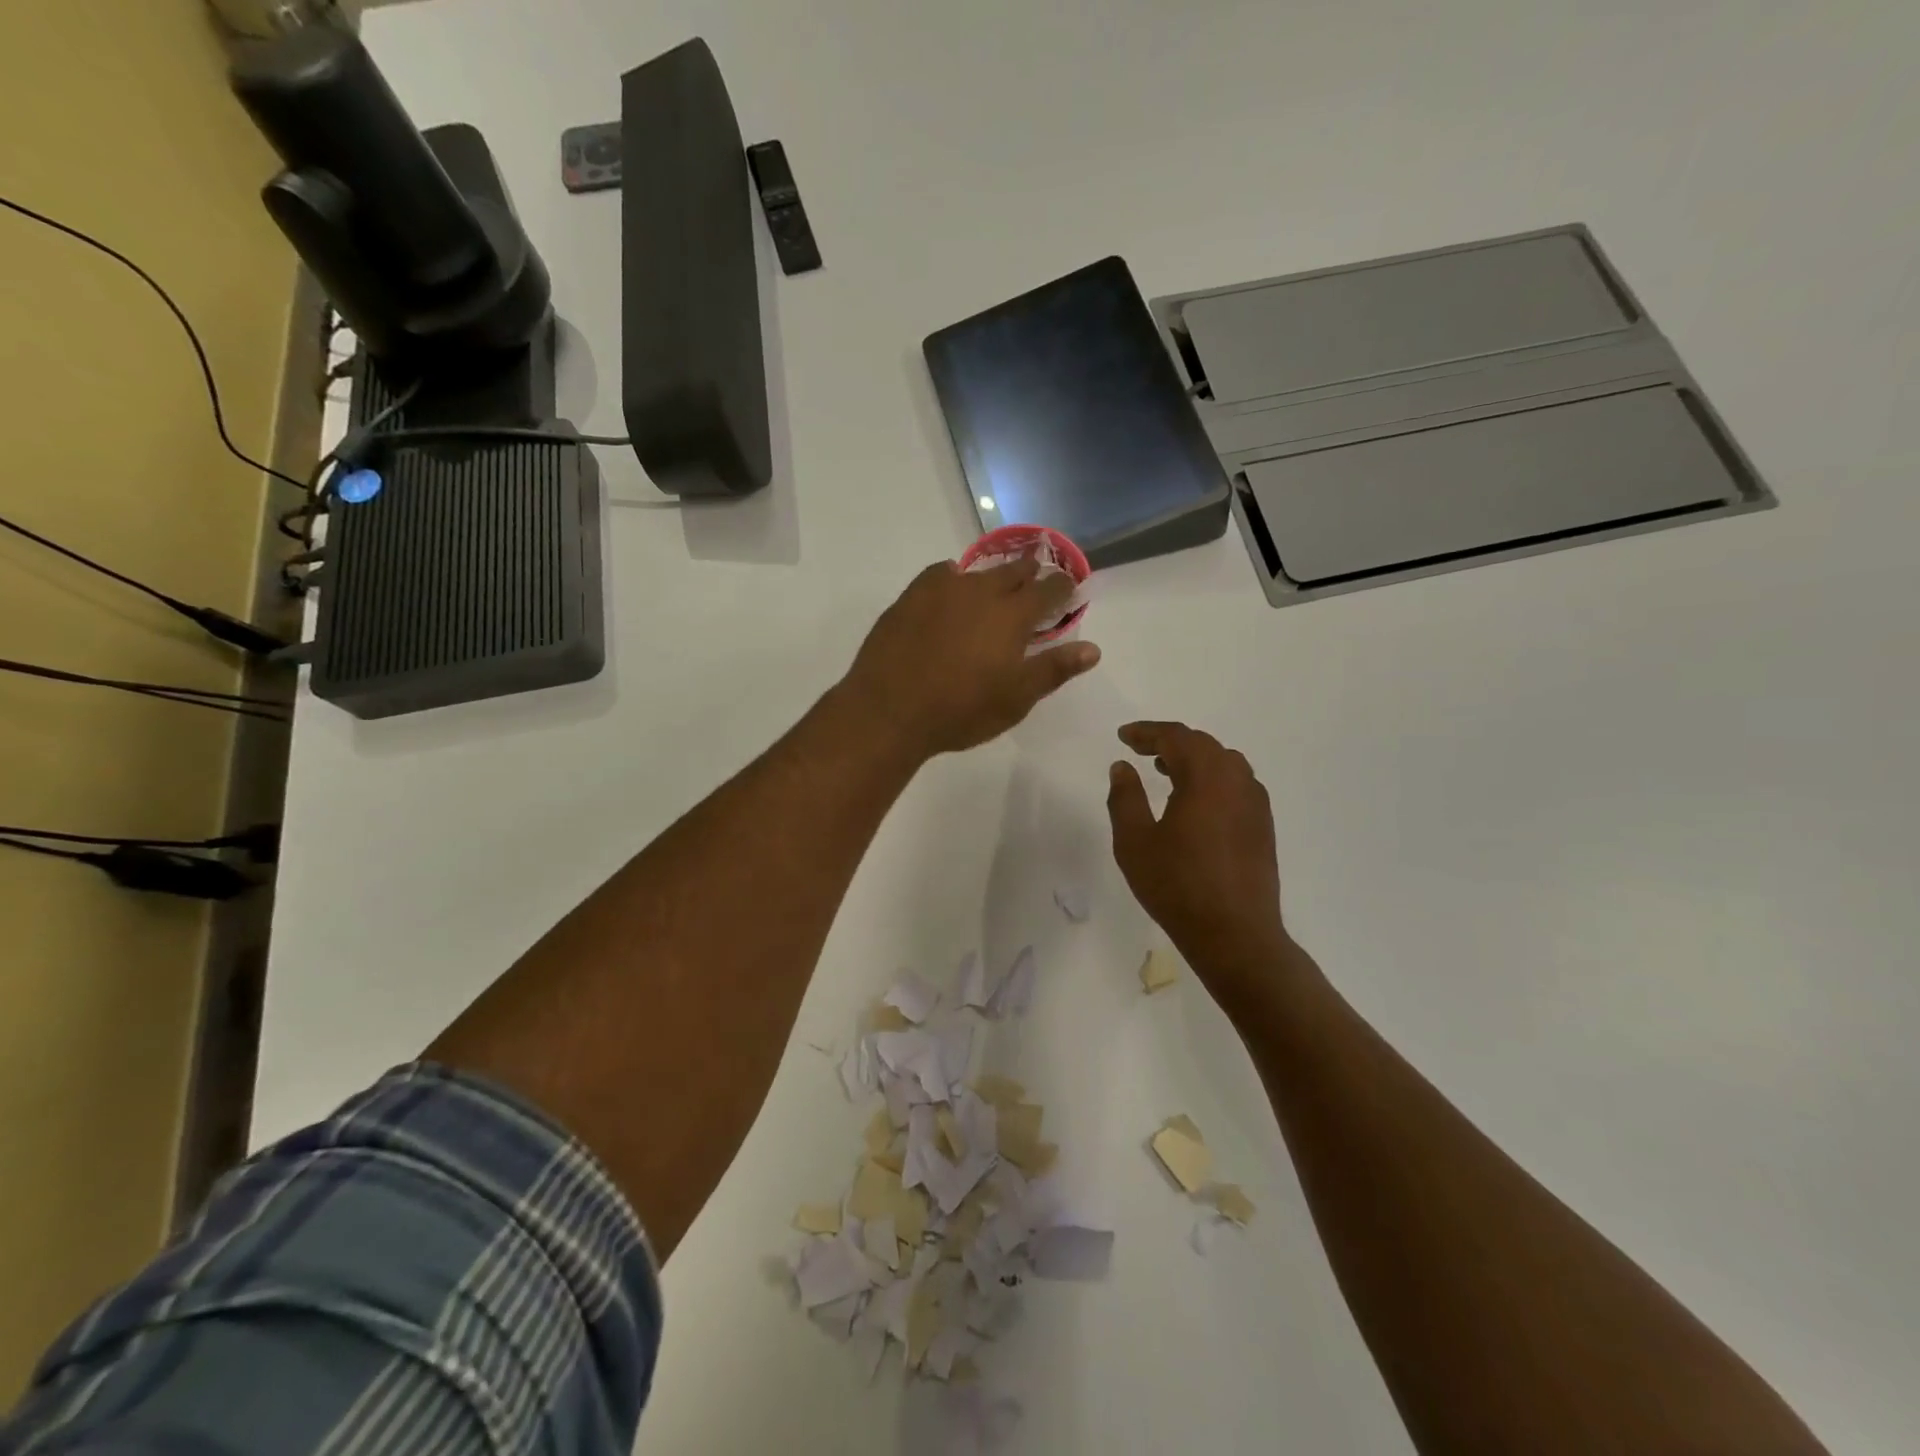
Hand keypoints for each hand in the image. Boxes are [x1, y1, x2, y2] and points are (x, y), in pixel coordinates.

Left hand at [844, 559, 1100, 759]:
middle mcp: (980, 591)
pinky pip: (940, 575)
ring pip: (977, 572)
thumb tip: (1092, 649)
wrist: (890, 710)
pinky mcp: (911, 596)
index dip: (1062, 588)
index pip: (1048, 589)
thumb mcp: (1016, 698)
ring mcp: (942, 590)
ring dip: (992, 578)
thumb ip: (1054, 669)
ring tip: (994, 588)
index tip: (1068, 590)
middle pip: (1014, 571)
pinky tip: (950, 591)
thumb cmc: (961, 710)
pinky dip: (953, 579)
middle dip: (1029, 574)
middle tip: (1035, 582)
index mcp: (1012, 615)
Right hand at [1107, 721, 1289, 992]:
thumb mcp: (1135, 842)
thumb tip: (1123, 767)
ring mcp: (1255, 803)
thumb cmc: (1177, 885)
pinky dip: (1212, 779)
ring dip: (1193, 759)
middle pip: (1203, 745)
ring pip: (1223, 763)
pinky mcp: (1263, 826)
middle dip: (1169, 742)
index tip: (1123, 736)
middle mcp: (1237, 780)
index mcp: (1206, 777)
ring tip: (1165, 770)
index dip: (1147, 732)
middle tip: (1140, 749)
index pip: (1176, 737)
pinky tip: (1196, 801)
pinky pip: (1236, 784)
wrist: (1235, 934)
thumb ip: (1125, 798)